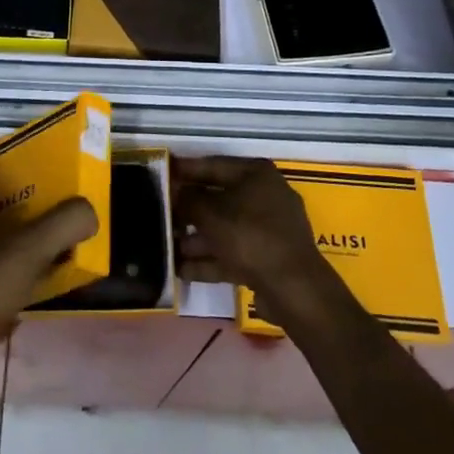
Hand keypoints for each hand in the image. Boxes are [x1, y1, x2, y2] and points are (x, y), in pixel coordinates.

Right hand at [174, 156, 333, 320]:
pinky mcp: (267, 259)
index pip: (213, 165)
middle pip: (218, 198)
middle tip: (159, 214)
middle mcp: (264, 196)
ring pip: (223, 229)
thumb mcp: (211, 213)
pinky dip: (209, 260)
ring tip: (164, 247)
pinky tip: (181, 270)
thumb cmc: (250, 236)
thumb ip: (188, 199)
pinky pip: (232, 253)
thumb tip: (176, 192)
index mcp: (256, 174)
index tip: (162, 172)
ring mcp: (268, 229)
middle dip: (188, 210)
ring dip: (195, 239)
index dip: (185, 170)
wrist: (293, 289)